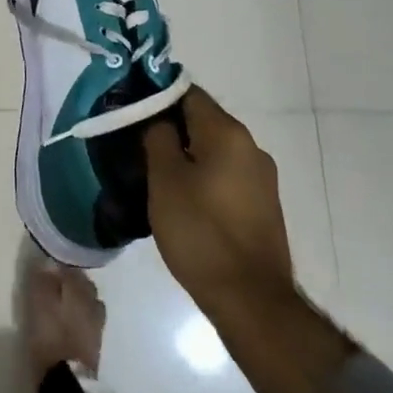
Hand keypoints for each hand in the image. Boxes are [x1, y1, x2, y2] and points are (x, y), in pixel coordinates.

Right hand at [143, 84, 294, 318]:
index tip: (130, 110)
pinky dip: (202, 176)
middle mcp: (251, 146)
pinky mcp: (262, 205)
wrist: (251, 300)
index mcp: (227, 133)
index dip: (156, 95)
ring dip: (185, 154)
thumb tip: (156, 116)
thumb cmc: (200, 232)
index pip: (187, 92)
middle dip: (169, 127)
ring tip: (154, 173)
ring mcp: (261, 177)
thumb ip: (157, 136)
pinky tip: (182, 198)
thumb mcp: (165, 179)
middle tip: (135, 143)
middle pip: (202, 120)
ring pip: (213, 149)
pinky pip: (225, 174)